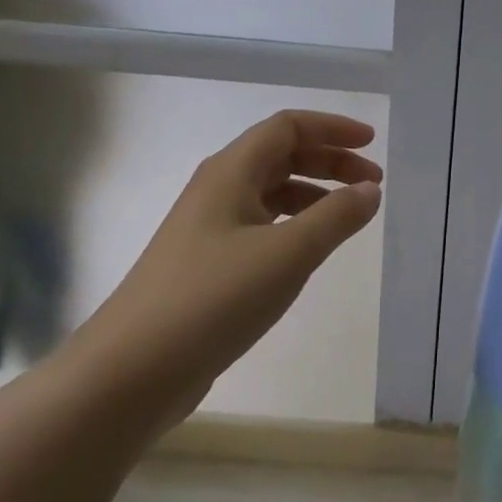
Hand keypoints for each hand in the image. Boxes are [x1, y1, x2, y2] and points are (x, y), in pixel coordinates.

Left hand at [71, 110, 382, 427]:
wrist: (128, 374)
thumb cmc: (212, 299)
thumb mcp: (287, 254)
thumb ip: (336, 217)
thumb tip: (371, 190)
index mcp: (231, 172)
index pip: (288, 127)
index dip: (333, 128)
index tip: (372, 143)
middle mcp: (217, 190)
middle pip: (282, 155)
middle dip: (330, 162)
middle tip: (372, 184)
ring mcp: (208, 229)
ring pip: (271, 192)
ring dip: (315, 194)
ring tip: (349, 217)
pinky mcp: (206, 265)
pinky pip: (261, 226)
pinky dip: (294, 225)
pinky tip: (309, 252)